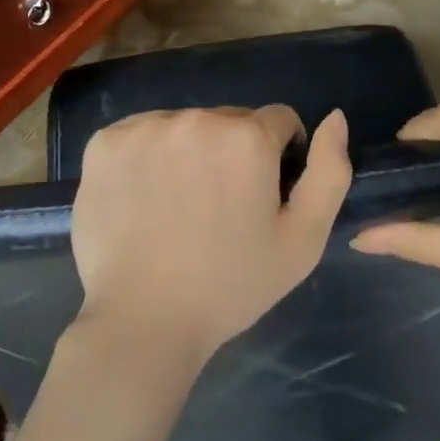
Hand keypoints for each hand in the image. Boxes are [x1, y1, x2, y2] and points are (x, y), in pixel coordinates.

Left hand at [70, 105, 352, 364]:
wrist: (144, 322)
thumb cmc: (231, 285)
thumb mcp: (304, 239)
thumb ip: (330, 172)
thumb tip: (335, 118)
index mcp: (247, 138)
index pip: (278, 121)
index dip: (278, 157)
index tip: (261, 196)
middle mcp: (196, 119)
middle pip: (229, 121)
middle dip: (233, 152)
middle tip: (219, 207)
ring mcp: (144, 128)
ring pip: (184, 125)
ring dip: (189, 151)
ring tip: (179, 206)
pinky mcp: (104, 143)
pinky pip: (140, 134)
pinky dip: (147, 156)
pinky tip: (144, 198)